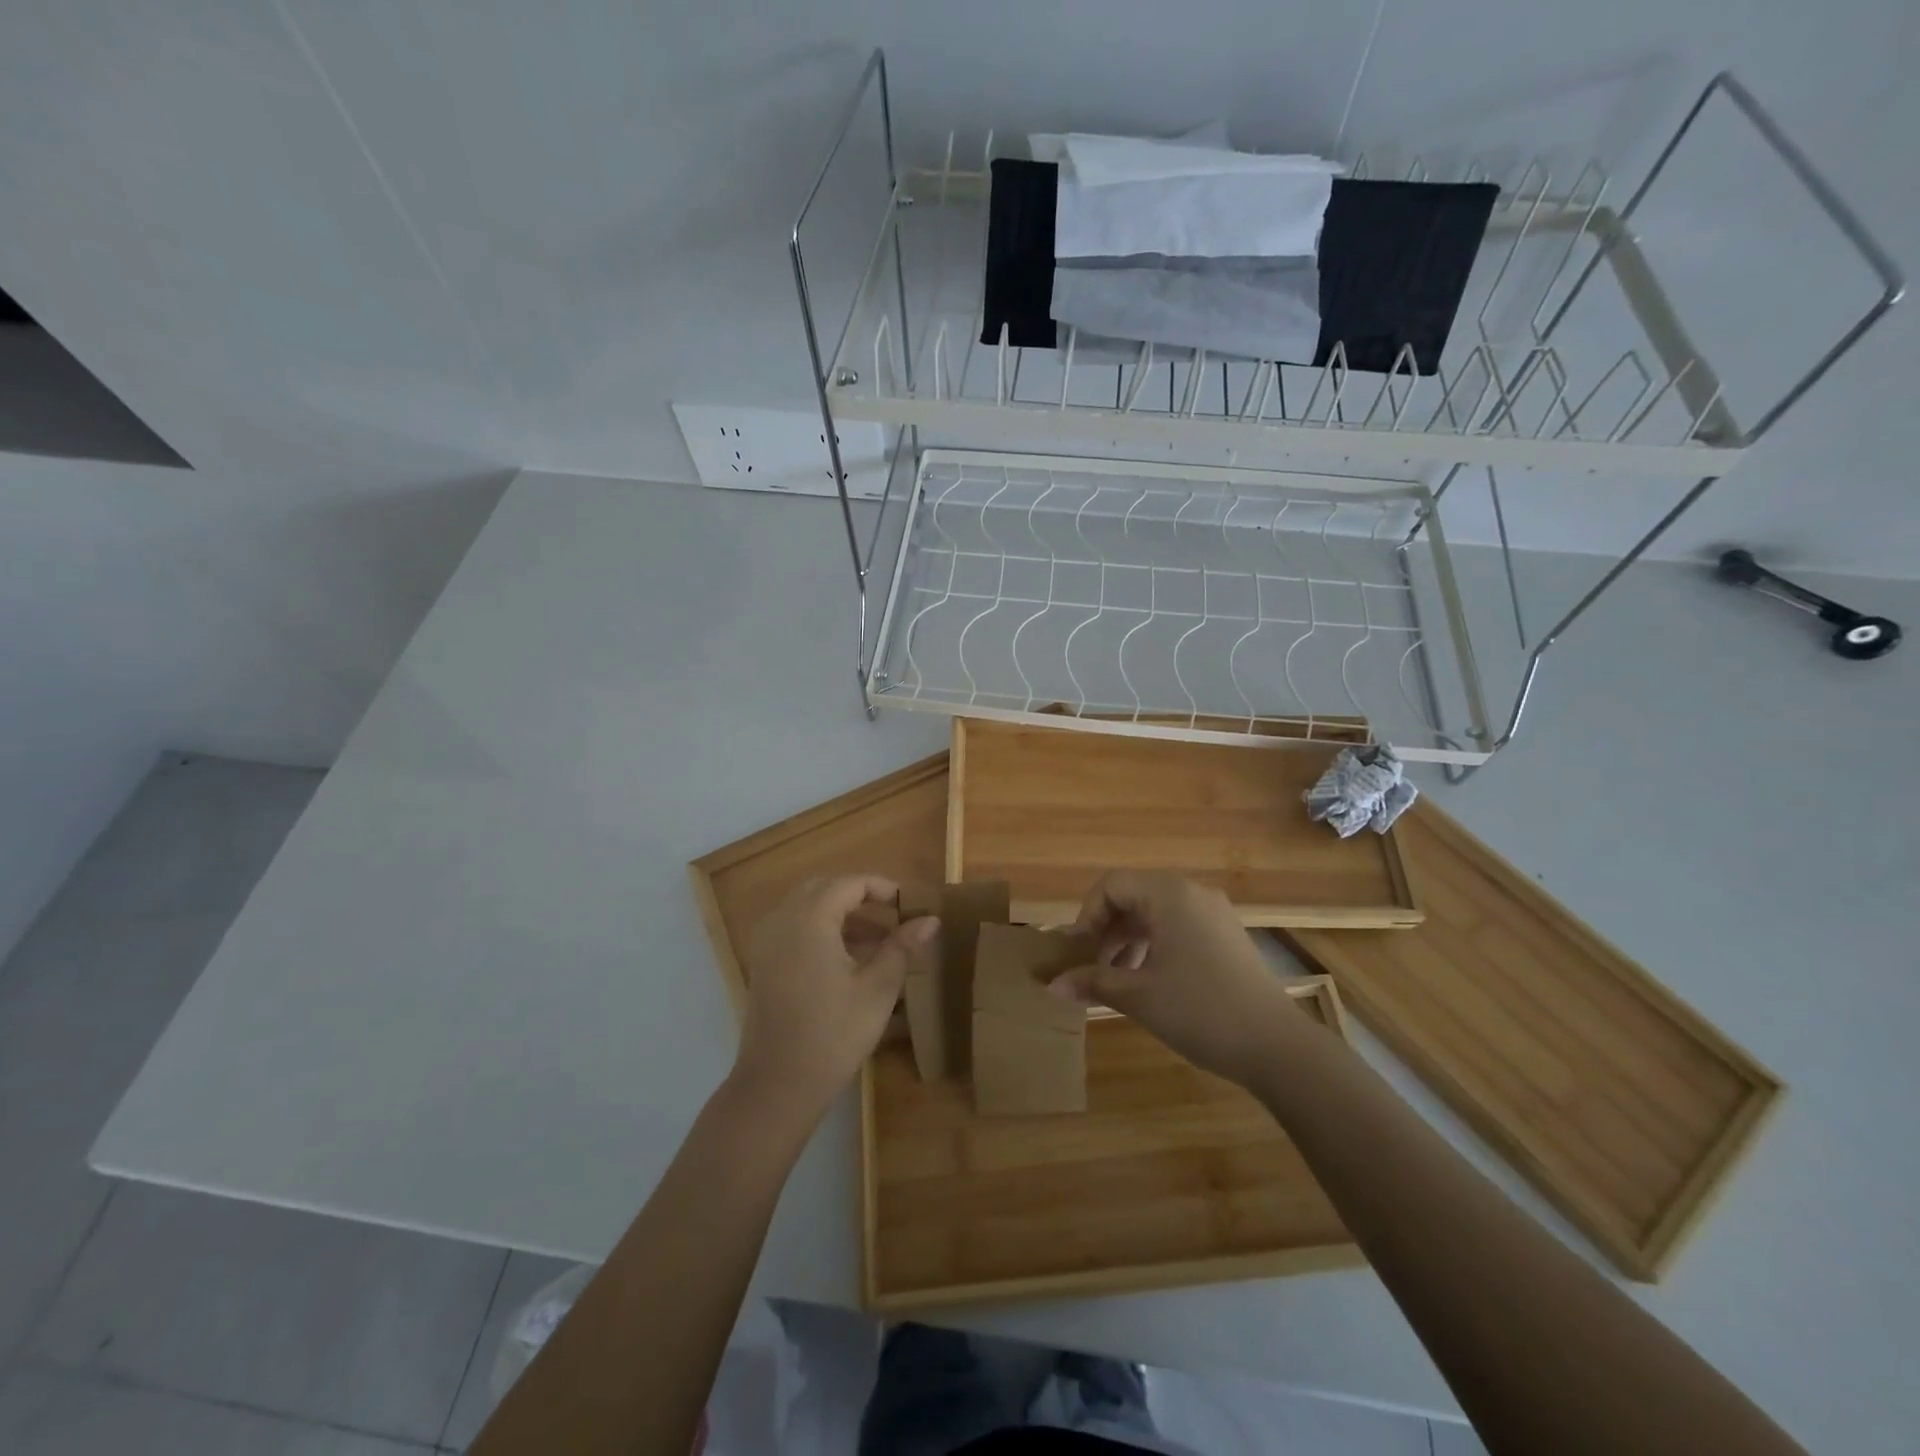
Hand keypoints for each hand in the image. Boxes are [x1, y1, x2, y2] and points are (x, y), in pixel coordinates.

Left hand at [733, 875, 937, 1122]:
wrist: (777, 1086)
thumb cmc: (833, 1034)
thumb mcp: (877, 989)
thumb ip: (902, 947)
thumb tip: (931, 920)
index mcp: (809, 919)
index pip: (849, 884)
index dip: (881, 888)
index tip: (908, 904)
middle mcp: (782, 919)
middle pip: (824, 888)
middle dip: (859, 896)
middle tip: (892, 916)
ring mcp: (767, 941)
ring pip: (807, 907)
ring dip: (840, 913)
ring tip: (878, 939)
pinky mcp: (763, 963)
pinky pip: (794, 927)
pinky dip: (821, 929)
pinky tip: (848, 958)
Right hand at [1053, 871, 1298, 1084]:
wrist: (1277, 1046)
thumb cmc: (1199, 1011)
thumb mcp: (1138, 996)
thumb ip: (1092, 982)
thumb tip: (1051, 985)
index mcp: (1169, 894)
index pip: (1112, 885)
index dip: (1086, 915)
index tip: (1077, 952)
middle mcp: (1192, 893)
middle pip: (1133, 896)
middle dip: (1106, 929)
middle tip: (1091, 967)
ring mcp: (1214, 913)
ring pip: (1156, 913)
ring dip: (1128, 939)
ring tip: (1116, 979)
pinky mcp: (1227, 936)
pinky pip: (1179, 927)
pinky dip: (1155, 945)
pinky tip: (1148, 981)